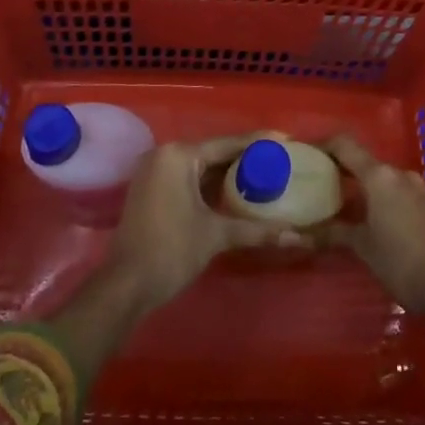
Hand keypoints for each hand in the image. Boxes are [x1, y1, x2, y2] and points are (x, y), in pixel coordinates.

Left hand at [102, 136, 305, 312]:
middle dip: (244, 158)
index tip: (285, 139)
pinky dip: (209, 183)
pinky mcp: (150, 188)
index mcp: (179, 155)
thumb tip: (297, 237)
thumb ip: (256, 231)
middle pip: (212, 152)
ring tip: (262, 173)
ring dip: (227, 172)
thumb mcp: (216, 236)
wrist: (126, 285)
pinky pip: (187, 177)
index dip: (257, 143)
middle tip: (277, 160)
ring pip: (199, 166)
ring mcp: (154, 171)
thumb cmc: (171, 251)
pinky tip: (233, 191)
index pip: (226, 143)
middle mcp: (164, 154)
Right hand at [323, 135, 424, 324]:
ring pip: (384, 177)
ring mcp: (418, 188)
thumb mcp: (362, 247)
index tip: (307, 152)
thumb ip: (333, 233)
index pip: (345, 146)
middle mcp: (400, 174)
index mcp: (380, 176)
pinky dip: (382, 196)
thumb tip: (300, 234)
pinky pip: (399, 191)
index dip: (324, 144)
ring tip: (345, 200)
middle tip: (320, 179)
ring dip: (364, 184)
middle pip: (365, 160)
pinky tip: (374, 216)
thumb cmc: (399, 262)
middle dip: (342, 167)